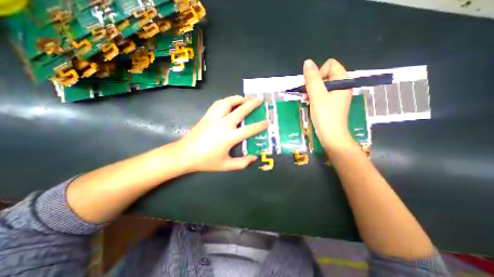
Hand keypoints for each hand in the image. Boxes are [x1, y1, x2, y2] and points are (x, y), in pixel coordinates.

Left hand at [177, 96, 269, 171]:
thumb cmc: (206, 161)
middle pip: (241, 110)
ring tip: (245, 98)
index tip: (268, 121)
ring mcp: (214, 118)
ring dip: (239, 98)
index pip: (250, 129)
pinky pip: (218, 103)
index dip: (260, 125)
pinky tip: (230, 101)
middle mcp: (224, 124)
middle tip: (260, 99)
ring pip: (228, 102)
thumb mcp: (226, 165)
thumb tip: (254, 158)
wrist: (185, 154)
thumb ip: (242, 163)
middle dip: (252, 103)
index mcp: (230, 137)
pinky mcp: (207, 115)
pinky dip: (226, 100)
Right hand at [306, 57, 354, 148]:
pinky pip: (322, 93)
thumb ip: (312, 78)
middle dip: (313, 83)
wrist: (331, 136)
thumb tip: (307, 62)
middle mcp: (342, 85)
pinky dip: (314, 96)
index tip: (311, 86)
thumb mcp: (317, 95)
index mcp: (343, 80)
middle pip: (325, 74)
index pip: (330, 65)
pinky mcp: (332, 102)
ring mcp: (337, 94)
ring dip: (312, 91)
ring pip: (322, 84)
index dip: (318, 73)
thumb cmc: (325, 115)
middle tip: (306, 94)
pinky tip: (309, 103)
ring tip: (306, 100)